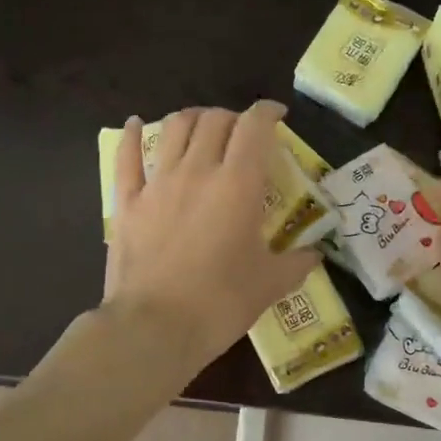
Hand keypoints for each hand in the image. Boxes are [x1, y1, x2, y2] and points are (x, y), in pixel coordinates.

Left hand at [104, 101, 317, 375]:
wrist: (155, 328)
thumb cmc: (220, 304)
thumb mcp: (270, 285)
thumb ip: (297, 263)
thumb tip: (315, 255)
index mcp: (238, 185)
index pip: (254, 127)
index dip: (267, 112)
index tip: (276, 115)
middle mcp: (197, 171)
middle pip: (214, 121)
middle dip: (232, 117)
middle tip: (242, 133)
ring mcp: (157, 184)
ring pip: (173, 128)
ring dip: (192, 119)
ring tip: (201, 126)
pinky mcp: (126, 203)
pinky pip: (125, 158)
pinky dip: (130, 136)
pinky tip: (132, 124)